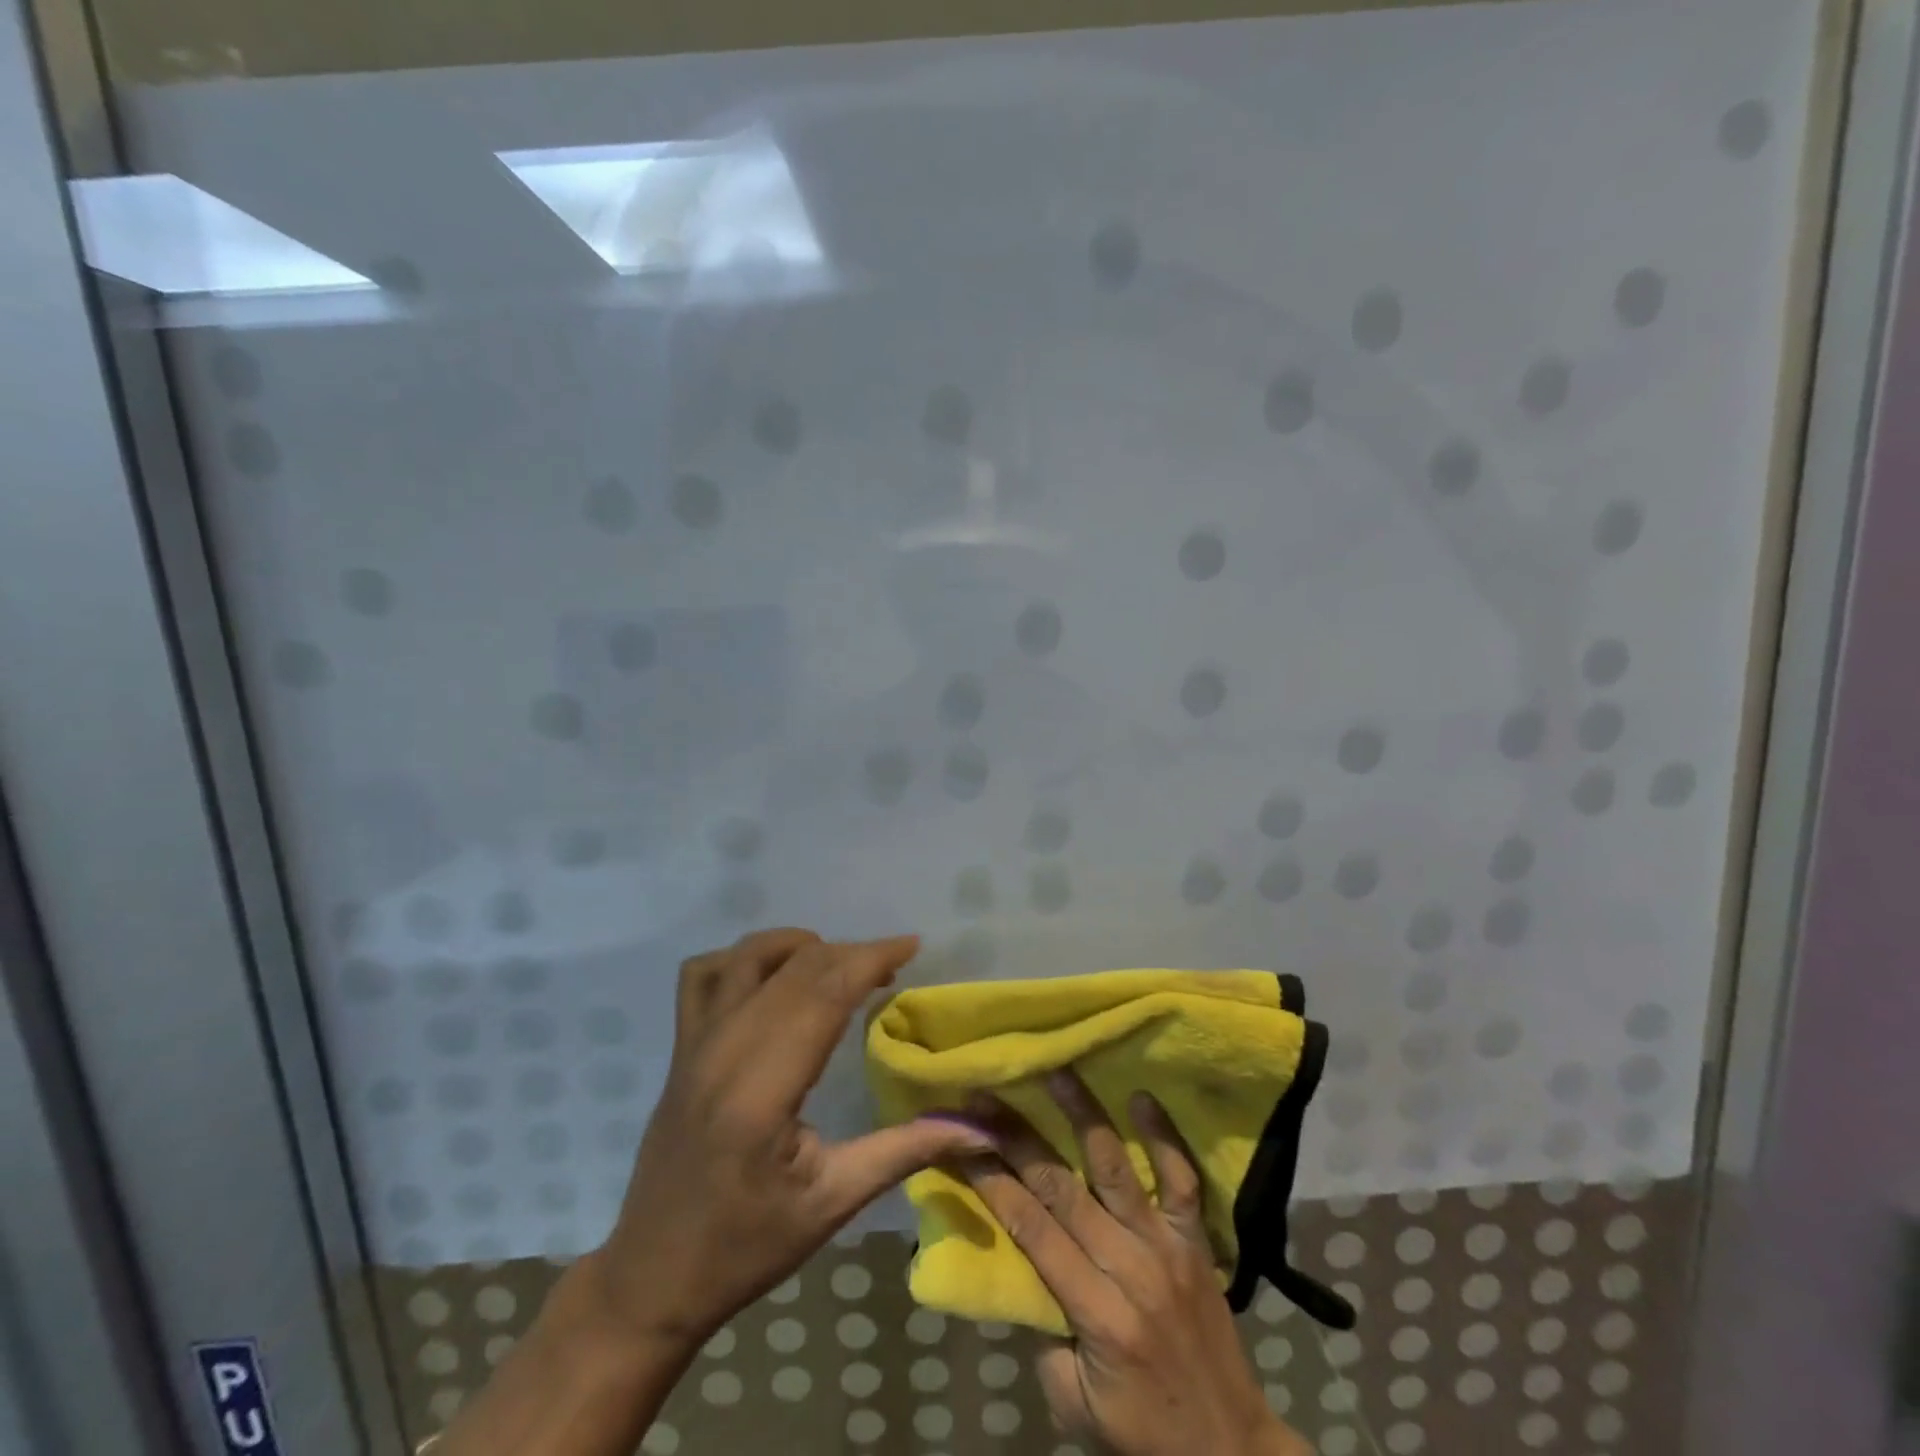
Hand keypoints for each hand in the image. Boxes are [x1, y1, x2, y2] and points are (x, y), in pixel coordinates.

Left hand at [581, 928, 993, 1350]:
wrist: (652, 1277)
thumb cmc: (746, 1247)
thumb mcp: (832, 1204)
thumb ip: (905, 1152)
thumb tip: (979, 1130)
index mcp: (761, 1091)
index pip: (823, 994)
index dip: (870, 959)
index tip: (911, 945)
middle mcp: (722, 1052)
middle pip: (795, 968)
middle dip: (850, 953)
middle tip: (891, 967)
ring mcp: (694, 1045)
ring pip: (749, 957)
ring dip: (800, 946)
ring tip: (838, 966)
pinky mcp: (679, 1048)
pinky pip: (703, 974)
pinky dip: (743, 957)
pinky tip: (772, 975)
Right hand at [960, 1071, 1307, 1455]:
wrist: (1231, 1451)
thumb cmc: (1143, 1433)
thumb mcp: (1074, 1406)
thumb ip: (1043, 1333)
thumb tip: (1020, 1265)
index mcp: (1097, 1313)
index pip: (1032, 1229)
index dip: (993, 1181)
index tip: (963, 1139)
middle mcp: (1130, 1267)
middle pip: (1062, 1188)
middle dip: (1017, 1138)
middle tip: (987, 1097)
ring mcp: (1167, 1246)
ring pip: (1116, 1168)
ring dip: (1083, 1114)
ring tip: (1057, 1069)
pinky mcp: (1196, 1240)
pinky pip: (1182, 1180)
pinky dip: (1164, 1137)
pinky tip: (1143, 1097)